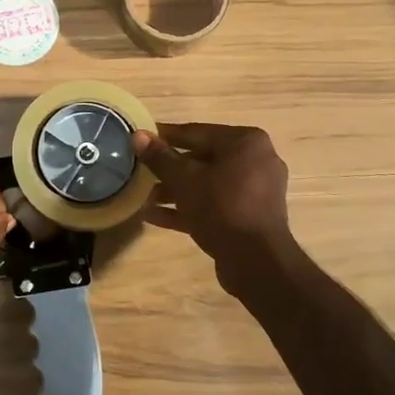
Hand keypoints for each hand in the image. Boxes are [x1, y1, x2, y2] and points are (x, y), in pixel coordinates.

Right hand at [133, 123, 297, 287]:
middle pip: (202, 159)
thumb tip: (138, 135)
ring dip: (175, 191)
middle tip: (140, 171)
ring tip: (144, 197)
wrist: (256, 262)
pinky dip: (189, 208)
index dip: (164, 136)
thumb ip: (160, 157)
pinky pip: (214, 205)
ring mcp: (255, 191)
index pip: (196, 132)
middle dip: (168, 168)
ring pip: (207, 184)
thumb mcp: (184, 179)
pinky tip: (154, 216)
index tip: (140, 139)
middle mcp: (256, 161)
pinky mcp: (249, 216)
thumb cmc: (221, 207)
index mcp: (246, 142)